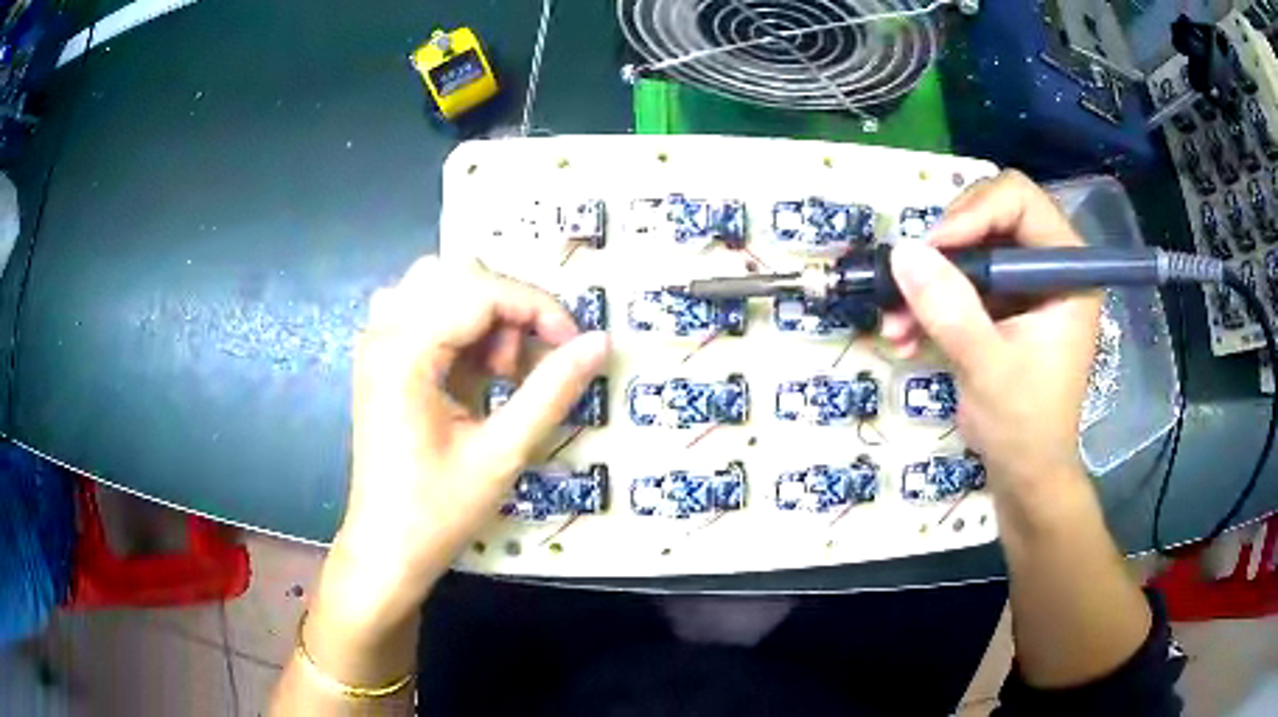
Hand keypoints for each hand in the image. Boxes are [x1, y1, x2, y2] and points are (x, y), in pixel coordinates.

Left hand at [328, 257, 607, 624]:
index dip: (538, 307)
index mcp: (405, 352)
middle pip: (458, 274)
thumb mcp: (503, 454)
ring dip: (480, 311)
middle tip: (525, 365)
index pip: (480, 289)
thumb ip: (552, 392)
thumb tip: (599, 343)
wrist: (386, 549)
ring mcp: (375, 342)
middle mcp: (383, 332)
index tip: (574, 344)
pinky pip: (421, 308)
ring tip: (495, 369)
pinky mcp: (378, 358)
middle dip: (507, 307)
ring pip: (437, 284)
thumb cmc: (439, 511)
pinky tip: (468, 371)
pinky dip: (456, 324)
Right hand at [881, 171, 1099, 501]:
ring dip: (927, 281)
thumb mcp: (988, 368)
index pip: (1019, 200)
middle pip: (988, 215)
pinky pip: (959, 280)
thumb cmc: (1024, 426)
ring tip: (896, 322)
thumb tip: (902, 251)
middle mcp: (1048, 264)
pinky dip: (929, 302)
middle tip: (910, 279)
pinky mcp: (1002, 303)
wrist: (1024, 473)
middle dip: (944, 248)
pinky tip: (905, 335)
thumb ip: (950, 310)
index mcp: (1067, 269)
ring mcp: (1023, 283)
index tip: (932, 251)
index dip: (972, 213)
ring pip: (967, 248)